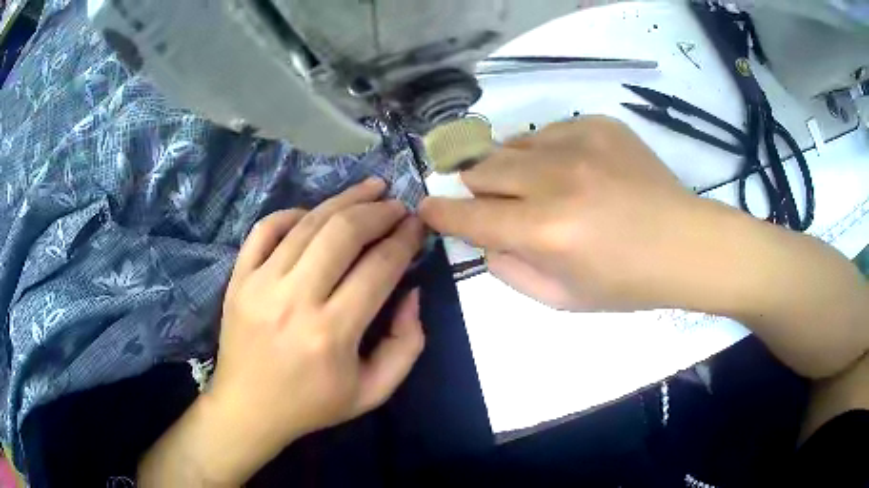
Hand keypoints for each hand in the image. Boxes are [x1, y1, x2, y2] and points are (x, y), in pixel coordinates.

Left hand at [140, 179, 426, 486]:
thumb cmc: (312, 405)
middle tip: (397, 204)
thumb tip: (411, 291)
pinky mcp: (238, 279)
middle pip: (343, 233)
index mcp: (331, 334)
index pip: (379, 268)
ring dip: (344, 200)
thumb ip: (407, 344)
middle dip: (378, 210)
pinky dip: (293, 213)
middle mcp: (294, 301)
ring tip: (370, 189)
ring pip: (307, 223)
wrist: (248, 409)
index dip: (405, 239)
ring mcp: (260, 284)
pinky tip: (314, 215)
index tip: (418, 225)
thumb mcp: (374, 391)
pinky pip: (266, 229)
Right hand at [420, 116, 727, 311]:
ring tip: (540, 187)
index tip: (425, 208)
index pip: (468, 216)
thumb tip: (484, 238)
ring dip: (511, 169)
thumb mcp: (562, 299)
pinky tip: (574, 171)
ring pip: (510, 145)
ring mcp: (578, 143)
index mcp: (546, 232)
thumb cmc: (626, 283)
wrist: (684, 243)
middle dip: (478, 190)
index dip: (439, 213)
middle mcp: (555, 180)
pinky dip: (545, 153)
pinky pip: (546, 132)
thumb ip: (510, 270)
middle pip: (482, 169)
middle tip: (499, 205)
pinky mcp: (597, 124)